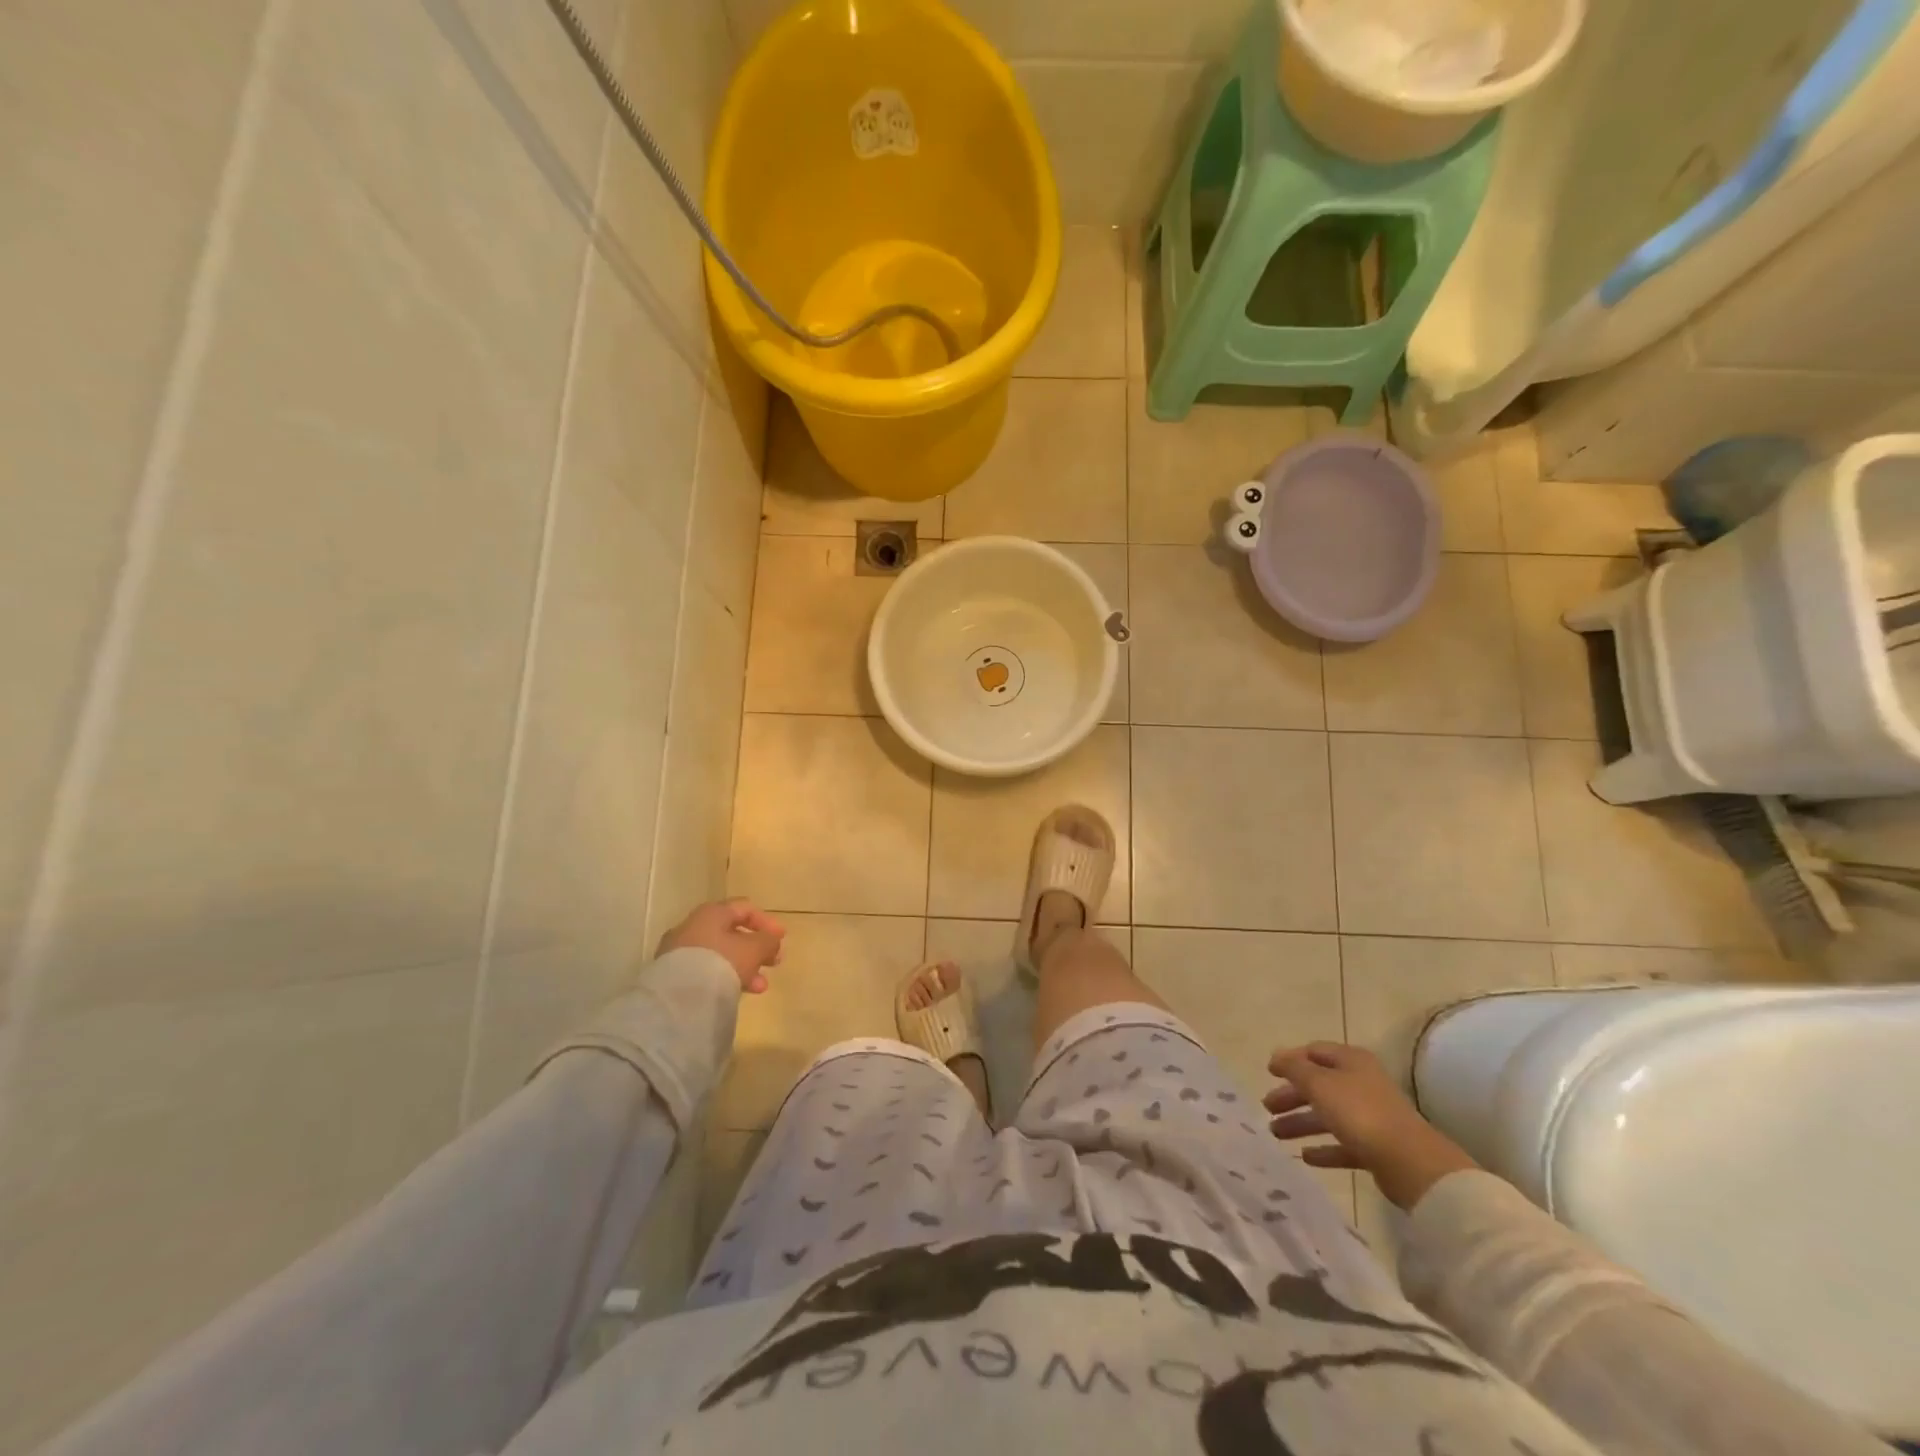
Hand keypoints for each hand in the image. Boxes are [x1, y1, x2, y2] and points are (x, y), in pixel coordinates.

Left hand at [660, 898, 784, 993]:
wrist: (680, 997)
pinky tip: (737, 992)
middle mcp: (692, 927)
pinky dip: (724, 978)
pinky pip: (705, 971)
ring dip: (743, 967)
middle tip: (773, 963)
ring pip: (720, 955)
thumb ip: (768, 941)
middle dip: (756, 949)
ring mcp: (679, 951)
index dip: (766, 922)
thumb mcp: (754, 949)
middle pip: (731, 933)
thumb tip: (772, 942)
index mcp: (711, 913)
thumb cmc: (722, 962)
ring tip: (759, 987)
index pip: (744, 908)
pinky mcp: (673, 975)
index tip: (782, 938)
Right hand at [1265, 1041, 1477, 1210]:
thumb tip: (1277, 1055)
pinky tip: (1305, 1157)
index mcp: (1351, 1061)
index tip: (1268, 1073)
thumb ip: (1294, 1068)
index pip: (1314, 1052)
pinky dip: (1324, 1148)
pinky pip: (1343, 1144)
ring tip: (1276, 1134)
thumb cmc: (1360, 1112)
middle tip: (1267, 1107)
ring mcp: (1371, 1117)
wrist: (1411, 1163)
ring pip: (1328, 1116)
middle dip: (1292, 1096)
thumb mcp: (1319, 1083)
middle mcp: (1362, 1083)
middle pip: (1319, 1085)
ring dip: (1302, 1123)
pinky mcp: (1377, 1148)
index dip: (1290, 1060)